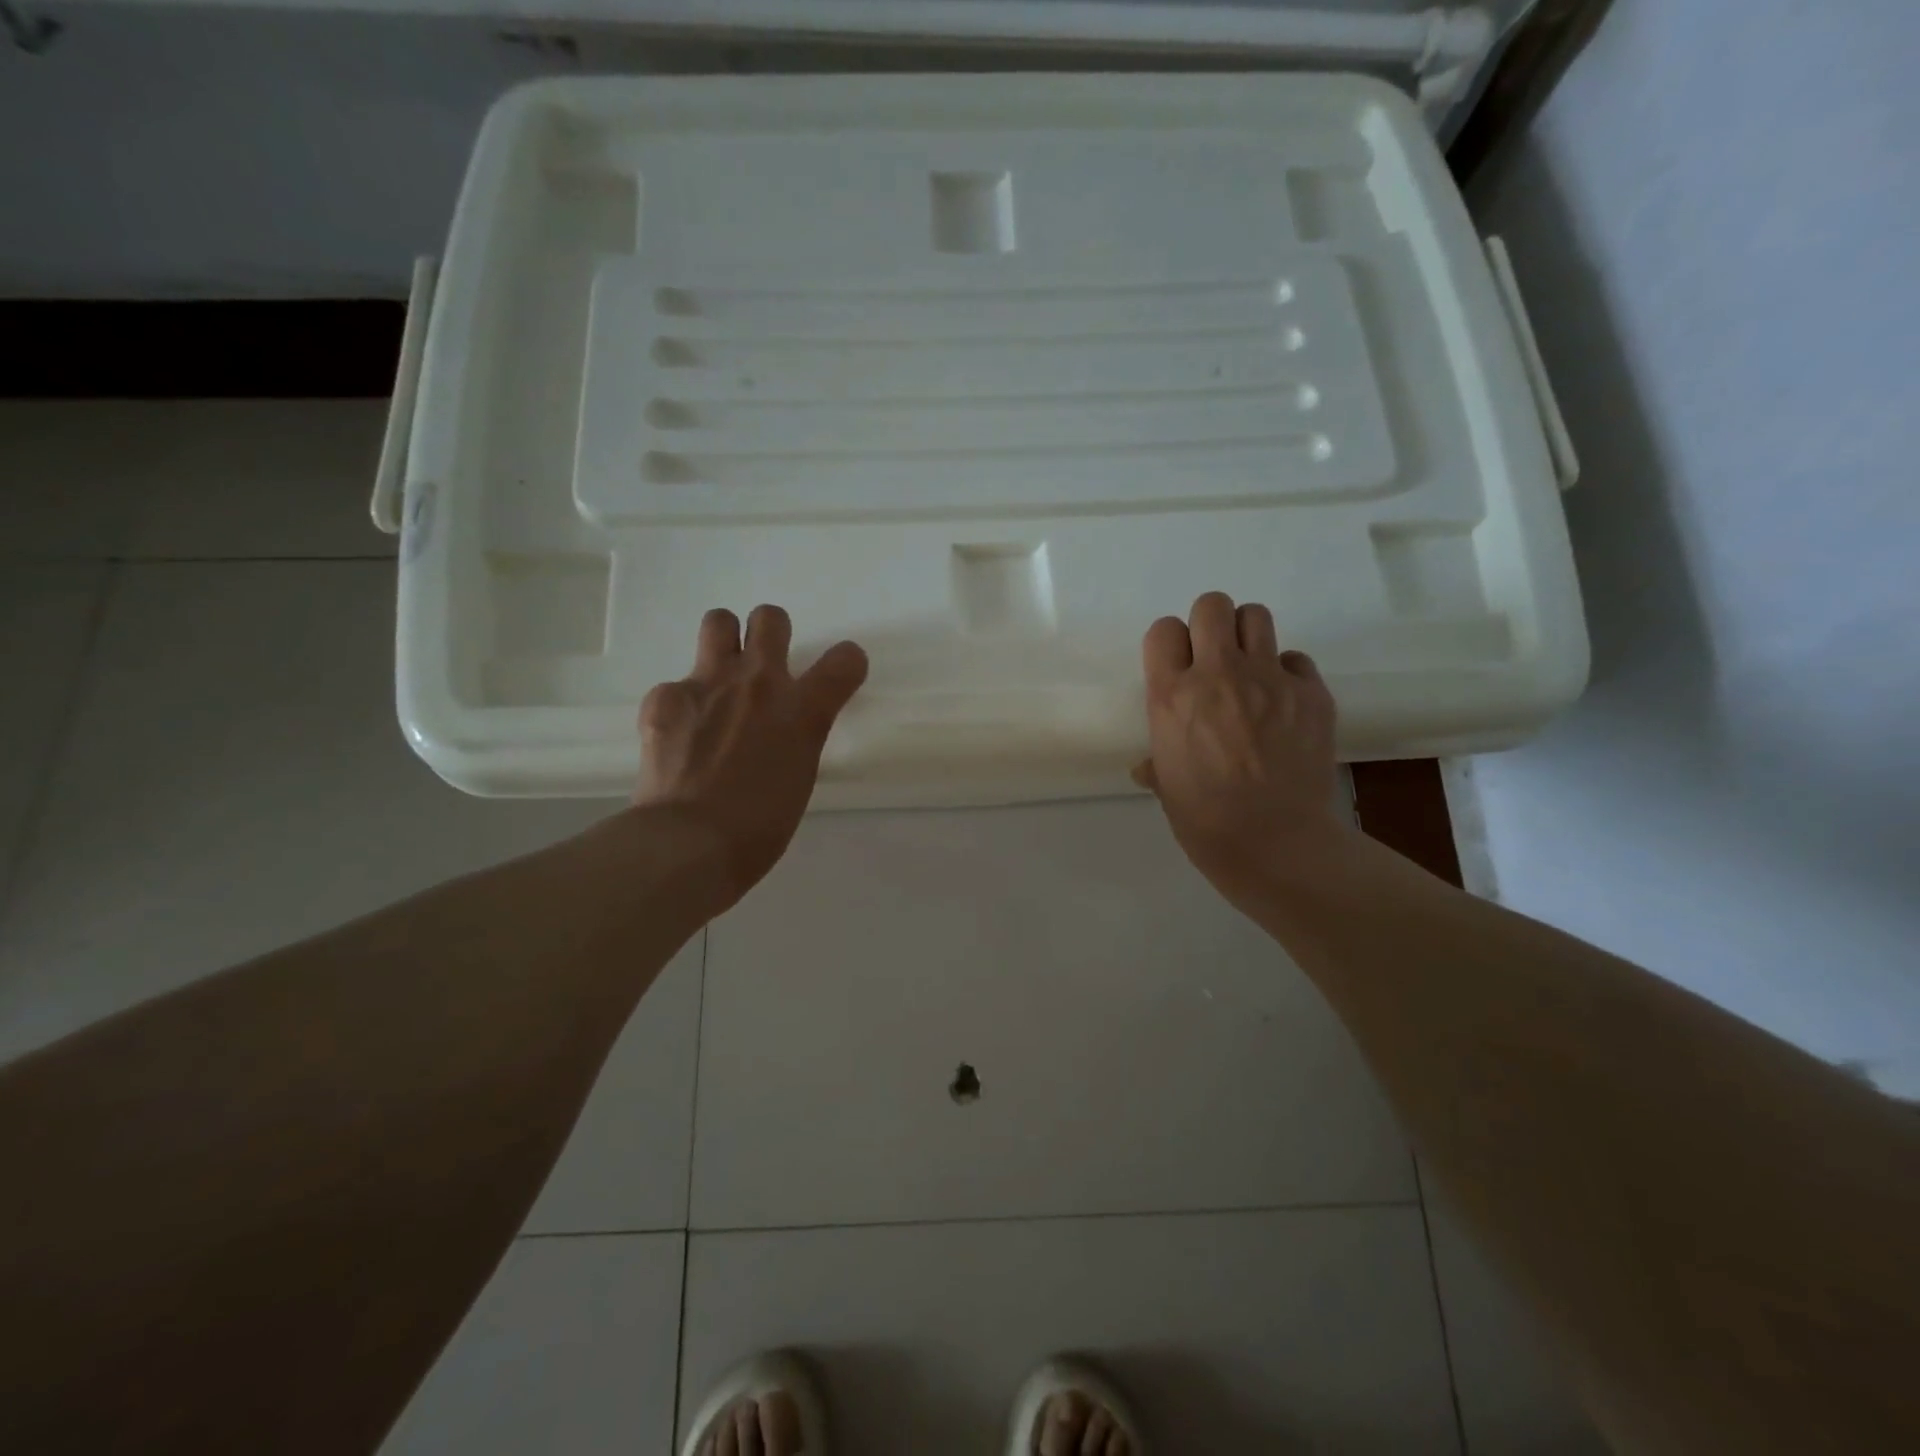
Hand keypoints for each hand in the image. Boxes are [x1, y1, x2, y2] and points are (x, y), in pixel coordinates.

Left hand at [635, 605, 867, 912]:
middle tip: (763, 666)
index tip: (838, 674)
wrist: (689, 842)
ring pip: (719, 622)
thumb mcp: (798, 779)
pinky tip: (678, 736)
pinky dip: (681, 705)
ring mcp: (709, 684)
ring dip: (724, 642)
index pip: (845, 660)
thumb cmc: (759, 828)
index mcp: (804, 711)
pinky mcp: (665, 697)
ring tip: (719, 678)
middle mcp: (760, 683)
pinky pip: (676, 684)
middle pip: (770, 618)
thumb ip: (795, 740)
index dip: (846, 662)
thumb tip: (779, 732)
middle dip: (770, 633)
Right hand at [1134, 591, 1352, 907]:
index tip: (1177, 666)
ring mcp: (1270, 679)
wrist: (1274, 843)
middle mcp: (1218, 674)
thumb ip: (1158, 759)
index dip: (1170, 644)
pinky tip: (1284, 703)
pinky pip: (1296, 659)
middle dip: (1209, 625)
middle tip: (1214, 658)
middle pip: (1212, 605)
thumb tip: (1149, 767)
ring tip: (1250, 669)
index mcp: (1172, 695)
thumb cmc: (1203, 820)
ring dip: (1247, 637)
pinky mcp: (1312, 693)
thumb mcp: (1166, 784)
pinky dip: (1287, 673)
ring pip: (1256, 616)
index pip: (1164, 630)